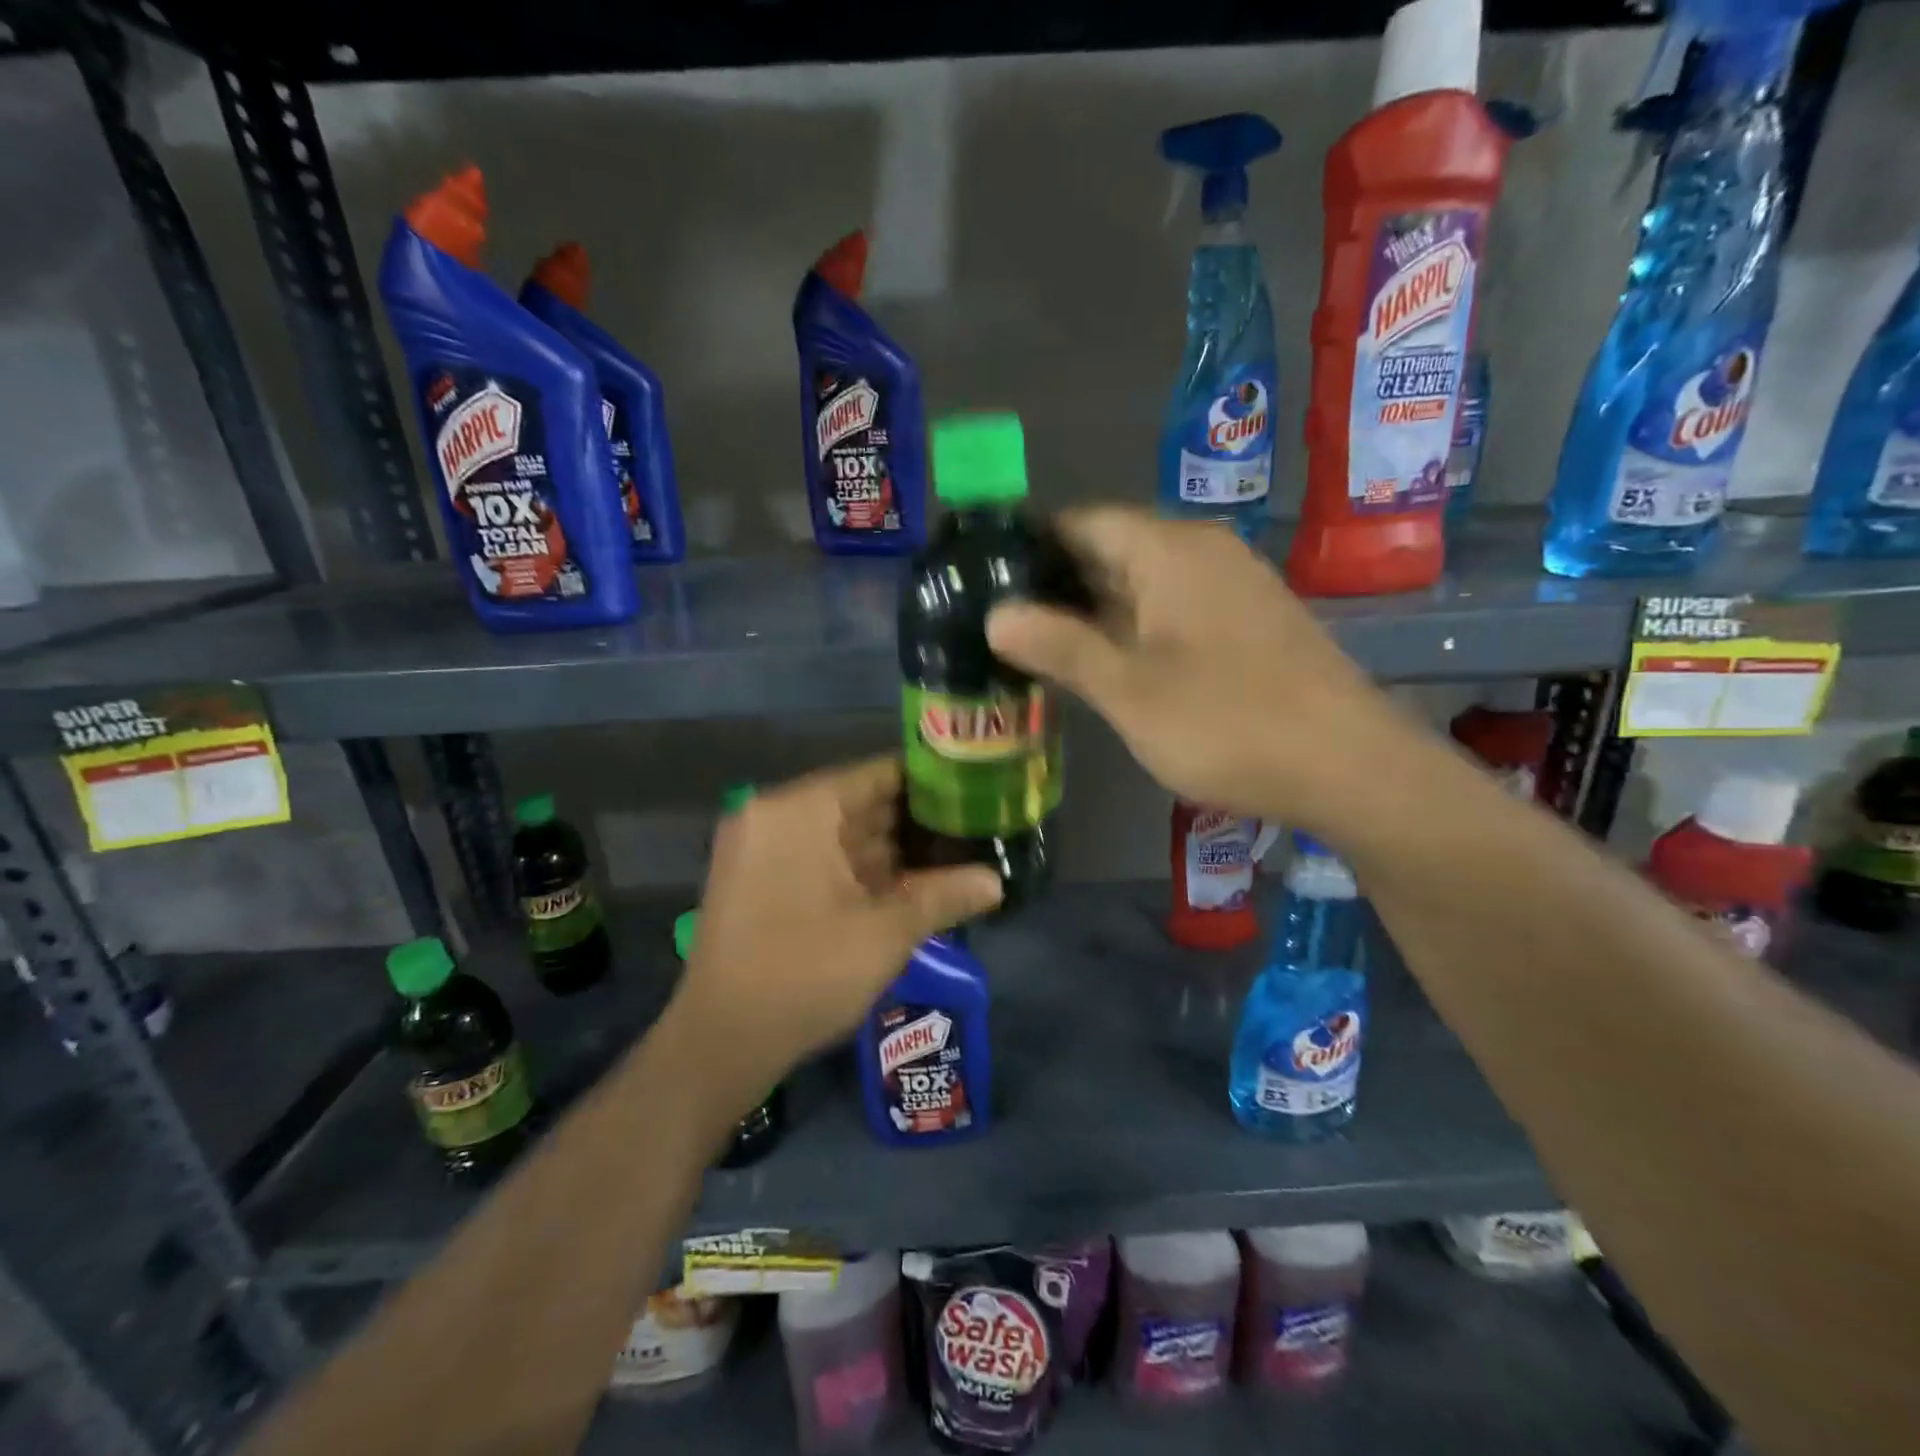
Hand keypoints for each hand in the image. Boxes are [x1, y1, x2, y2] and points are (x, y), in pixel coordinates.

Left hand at [676, 758, 1001, 1087]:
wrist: (721, 1043)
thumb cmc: (806, 974)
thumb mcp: (885, 933)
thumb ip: (944, 896)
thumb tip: (998, 881)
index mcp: (799, 811)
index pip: (876, 774)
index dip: (928, 781)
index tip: (972, 790)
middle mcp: (775, 816)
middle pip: (858, 803)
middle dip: (914, 820)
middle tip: (972, 826)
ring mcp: (762, 849)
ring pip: (841, 835)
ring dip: (891, 849)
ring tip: (952, 853)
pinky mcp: (760, 880)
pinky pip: (821, 859)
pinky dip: (860, 870)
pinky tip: (908, 883)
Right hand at [987, 507, 1403, 831]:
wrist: (1350, 767)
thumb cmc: (1227, 723)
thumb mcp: (1128, 690)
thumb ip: (1059, 647)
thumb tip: (995, 614)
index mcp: (1169, 550)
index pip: (1081, 522)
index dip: (1031, 549)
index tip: (987, 584)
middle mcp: (1203, 553)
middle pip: (1112, 550)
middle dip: (1057, 586)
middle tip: (1004, 626)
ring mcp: (1232, 587)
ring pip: (1143, 584)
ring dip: (1094, 612)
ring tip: (1042, 650)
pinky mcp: (1249, 623)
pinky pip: (1174, 609)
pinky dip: (1134, 629)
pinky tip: (1110, 667)